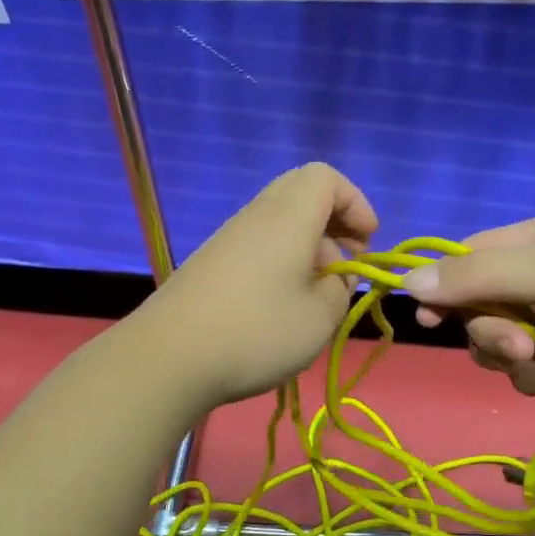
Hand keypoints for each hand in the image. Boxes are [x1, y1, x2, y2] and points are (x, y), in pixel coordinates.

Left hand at [141, 164, 377, 406]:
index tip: (366, 242)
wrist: (168, 358)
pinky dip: (281, 259)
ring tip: (316, 292)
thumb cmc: (257, 332)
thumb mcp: (320, 317)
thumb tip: (335, 276)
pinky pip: (258, 243)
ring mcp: (229, 238)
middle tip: (346, 261)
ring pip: (279, 220)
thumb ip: (340, 289)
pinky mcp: (211, 263)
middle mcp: (256, 216)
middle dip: (334, 220)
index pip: (325, 177)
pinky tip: (281, 304)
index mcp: (288, 217)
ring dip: (308, 245)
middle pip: (301, 192)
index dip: (355, 202)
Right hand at [401, 215, 534, 402]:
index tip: (428, 316)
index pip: (470, 258)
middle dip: (491, 332)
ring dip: (516, 359)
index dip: (445, 287)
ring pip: (500, 347)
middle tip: (517, 343)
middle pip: (480, 309)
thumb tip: (406, 282)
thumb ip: (471, 277)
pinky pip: (529, 372)